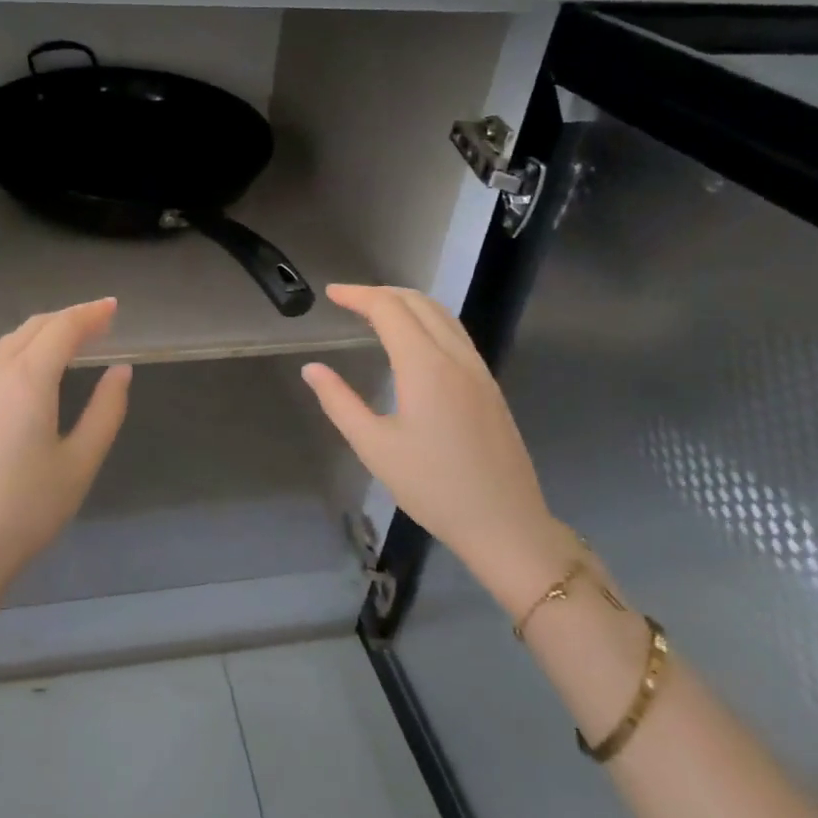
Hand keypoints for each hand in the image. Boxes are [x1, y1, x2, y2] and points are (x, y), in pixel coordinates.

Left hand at [0, 298, 131, 605]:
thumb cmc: (28, 508)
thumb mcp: (80, 461)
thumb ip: (106, 409)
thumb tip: (120, 370)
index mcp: (27, 379)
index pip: (63, 328)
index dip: (91, 313)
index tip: (114, 307)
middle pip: (34, 327)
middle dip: (69, 318)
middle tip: (100, 321)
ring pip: (11, 341)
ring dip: (44, 332)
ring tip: (73, 339)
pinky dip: (23, 349)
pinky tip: (36, 369)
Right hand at [301, 285, 569, 611]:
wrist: (504, 523)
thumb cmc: (433, 488)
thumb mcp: (374, 447)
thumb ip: (339, 402)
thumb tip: (312, 369)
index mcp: (425, 366)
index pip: (389, 309)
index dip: (358, 295)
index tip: (331, 294)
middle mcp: (456, 356)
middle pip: (418, 302)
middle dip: (380, 293)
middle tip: (348, 300)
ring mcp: (478, 370)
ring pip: (442, 314)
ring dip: (407, 303)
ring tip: (376, 312)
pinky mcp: (489, 385)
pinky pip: (456, 334)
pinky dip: (428, 320)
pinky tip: (413, 341)